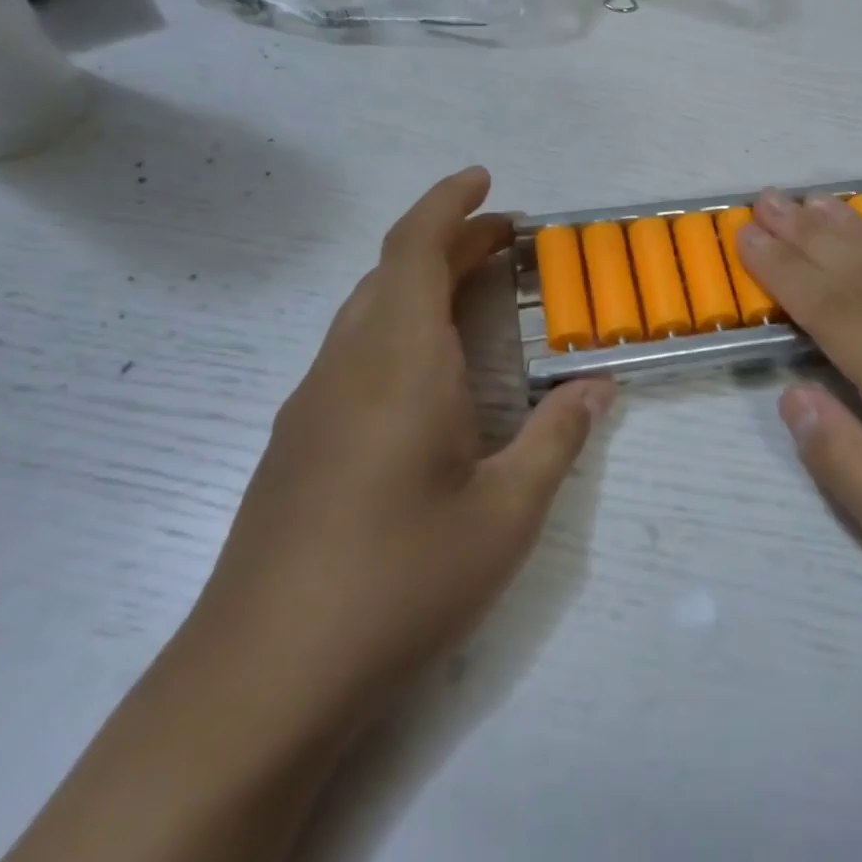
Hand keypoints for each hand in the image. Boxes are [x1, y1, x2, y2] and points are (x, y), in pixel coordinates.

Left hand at [189, 167, 613, 743]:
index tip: (486, 180)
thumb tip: (600, 387)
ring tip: (476, 296)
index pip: (413, 250)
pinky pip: (352, 354)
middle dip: (449, 242)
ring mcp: (311, 407)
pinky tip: (428, 378)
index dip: (448, 205)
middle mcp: (347, 368)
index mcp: (399, 365)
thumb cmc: (399, 582)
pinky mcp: (295, 445)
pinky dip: (398, 330)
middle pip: (392, 274)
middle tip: (507, 244)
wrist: (261, 680)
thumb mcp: (505, 514)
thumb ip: (556, 439)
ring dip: (421, 285)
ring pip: (367, 313)